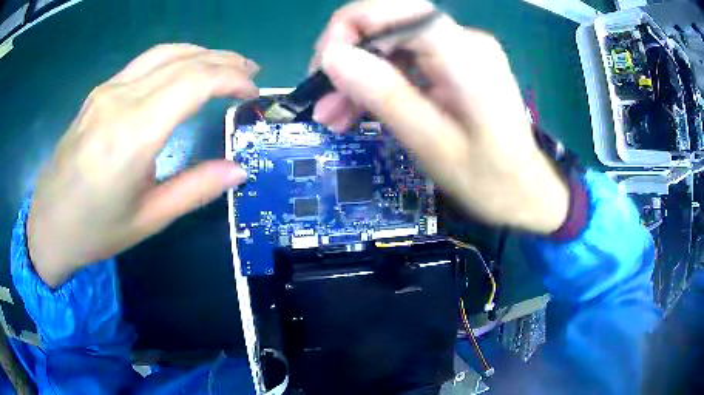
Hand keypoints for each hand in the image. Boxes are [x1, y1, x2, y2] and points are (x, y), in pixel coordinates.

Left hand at [28, 44, 258, 286]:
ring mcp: (107, 91)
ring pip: (165, 53)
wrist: (48, 224)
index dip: (231, 79)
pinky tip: (185, 71)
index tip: (253, 91)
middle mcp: (120, 100)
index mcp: (132, 135)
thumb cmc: (95, 231)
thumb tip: (239, 170)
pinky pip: (145, 62)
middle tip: (251, 73)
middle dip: (225, 60)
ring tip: (226, 65)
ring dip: (202, 53)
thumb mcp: (149, 218)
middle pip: (184, 60)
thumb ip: (196, 189)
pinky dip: (176, 59)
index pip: (194, 82)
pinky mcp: (99, 92)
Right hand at [311, 0, 568, 233]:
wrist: (526, 193)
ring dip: (357, 75)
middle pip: (388, 24)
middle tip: (323, 104)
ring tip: (334, 117)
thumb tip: (333, 57)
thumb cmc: (490, 180)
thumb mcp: (433, 145)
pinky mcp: (454, 66)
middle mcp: (462, 40)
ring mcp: (459, 52)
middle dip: (346, 58)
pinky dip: (377, 83)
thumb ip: (386, 95)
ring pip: (390, 45)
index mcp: (464, 53)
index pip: (395, 9)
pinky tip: (358, 111)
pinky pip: (404, 62)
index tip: (325, 69)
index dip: (349, 28)